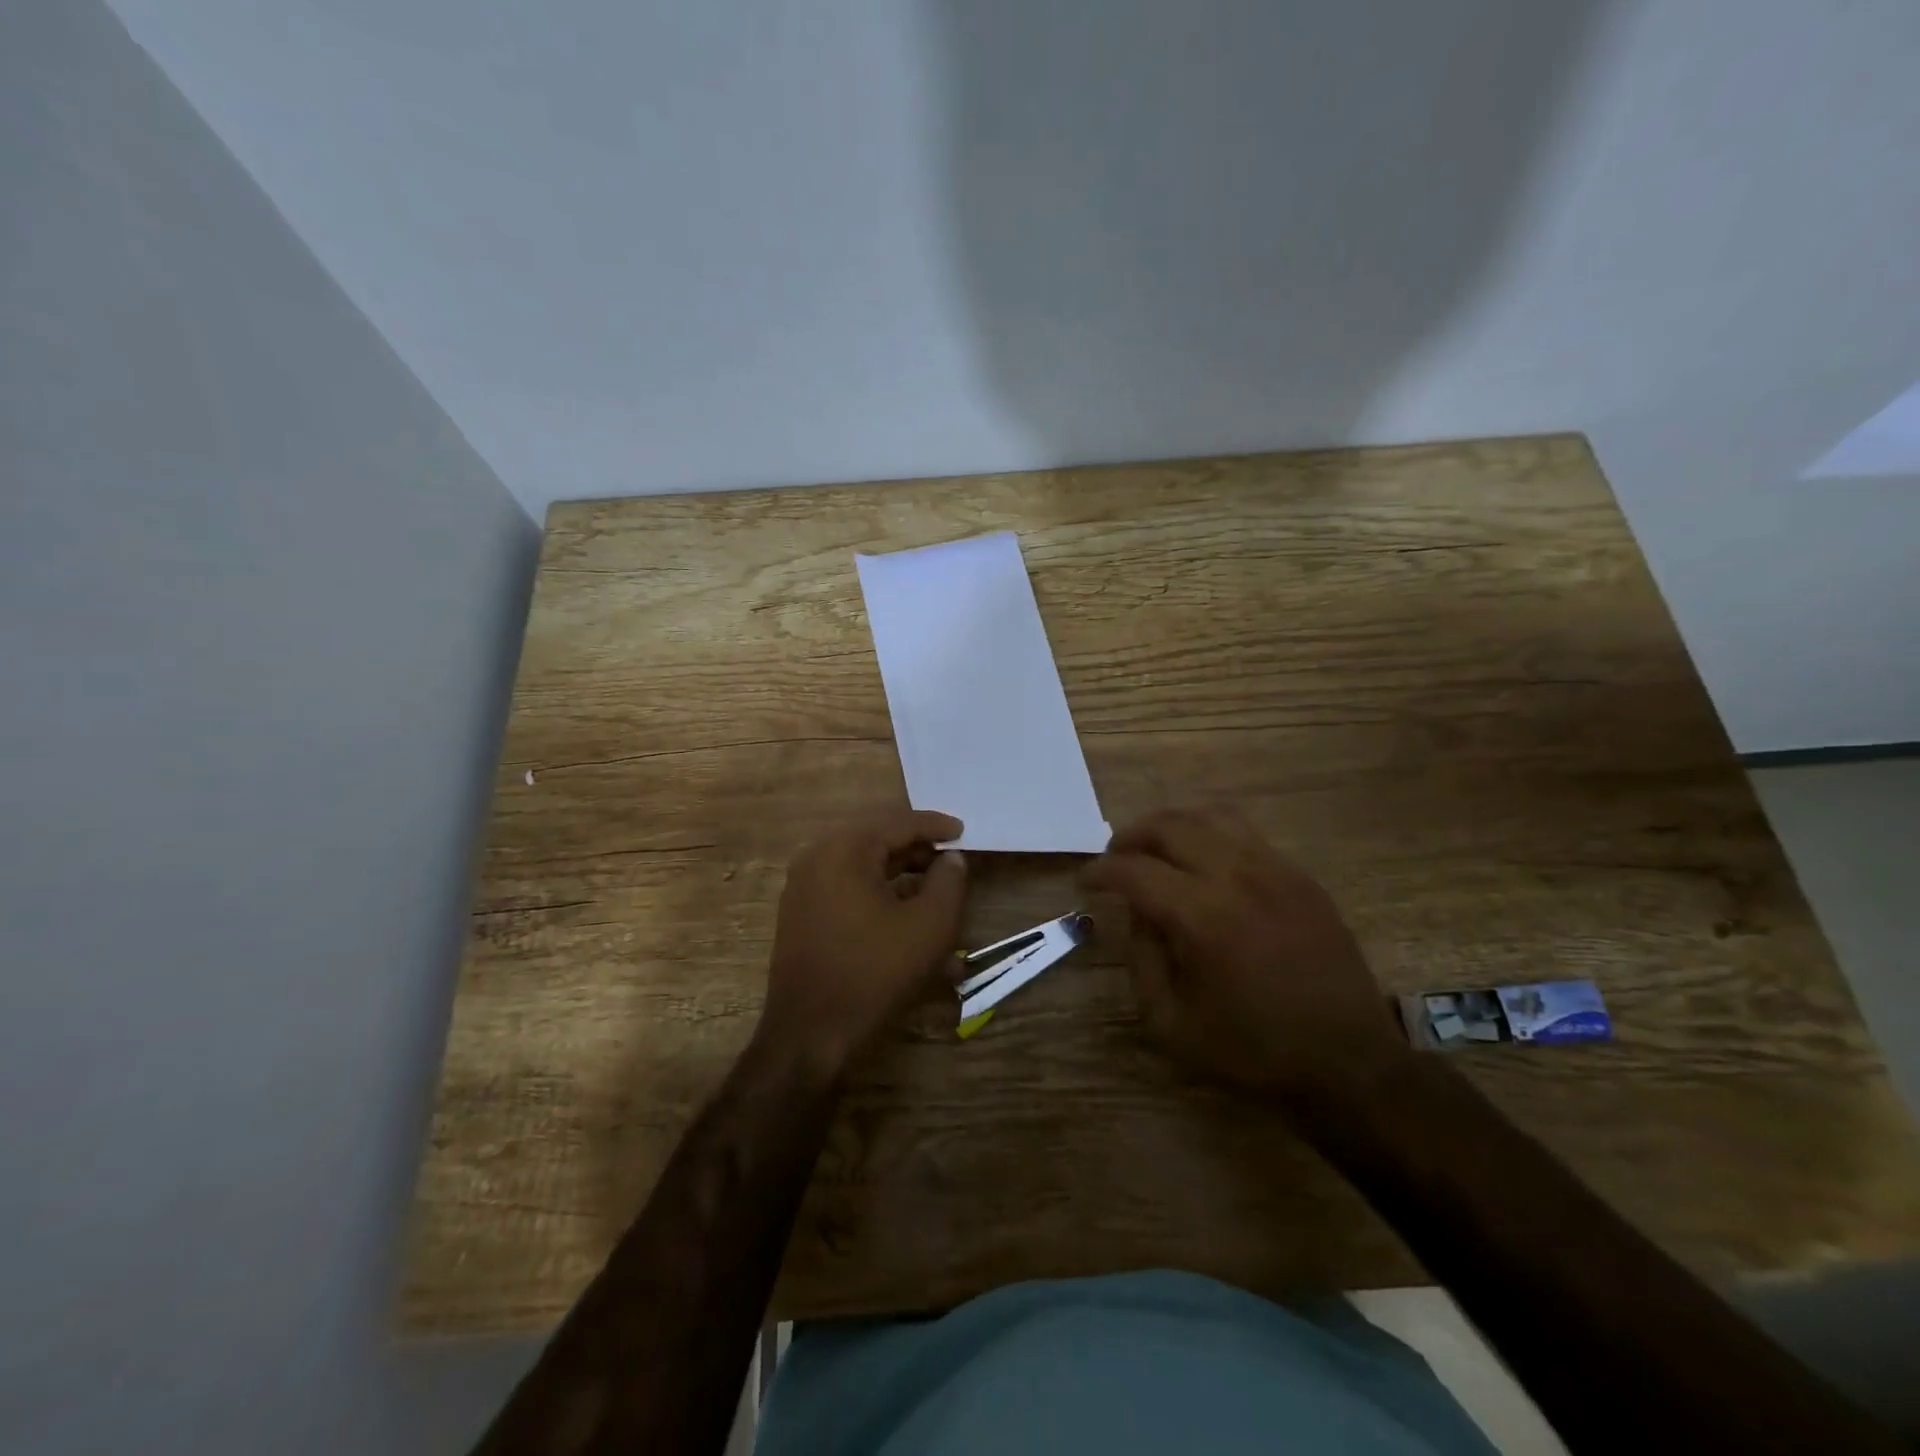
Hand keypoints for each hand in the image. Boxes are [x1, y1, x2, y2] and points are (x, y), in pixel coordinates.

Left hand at [758, 808, 967, 1074]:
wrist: (809, 1036)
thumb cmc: (874, 973)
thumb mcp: (929, 926)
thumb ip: (949, 881)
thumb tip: (951, 858)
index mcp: (844, 849)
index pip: (898, 822)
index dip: (935, 825)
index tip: (964, 831)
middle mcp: (817, 858)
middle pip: (879, 842)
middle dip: (920, 852)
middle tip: (952, 861)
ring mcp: (804, 889)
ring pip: (866, 871)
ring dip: (905, 881)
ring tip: (940, 898)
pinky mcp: (802, 917)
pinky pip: (850, 895)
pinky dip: (883, 902)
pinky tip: (912, 929)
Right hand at [1085, 806, 1405, 1103]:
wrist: (1348, 1063)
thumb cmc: (1252, 1051)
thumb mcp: (1170, 1024)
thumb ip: (1141, 960)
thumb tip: (1137, 913)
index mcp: (1202, 917)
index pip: (1135, 870)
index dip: (1101, 871)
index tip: (1086, 881)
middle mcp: (1238, 877)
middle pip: (1170, 827)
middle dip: (1130, 837)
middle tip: (1115, 859)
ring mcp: (1275, 870)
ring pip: (1210, 817)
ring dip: (1171, 826)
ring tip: (1156, 850)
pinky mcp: (1300, 877)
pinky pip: (1246, 834)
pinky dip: (1211, 836)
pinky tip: (1204, 864)